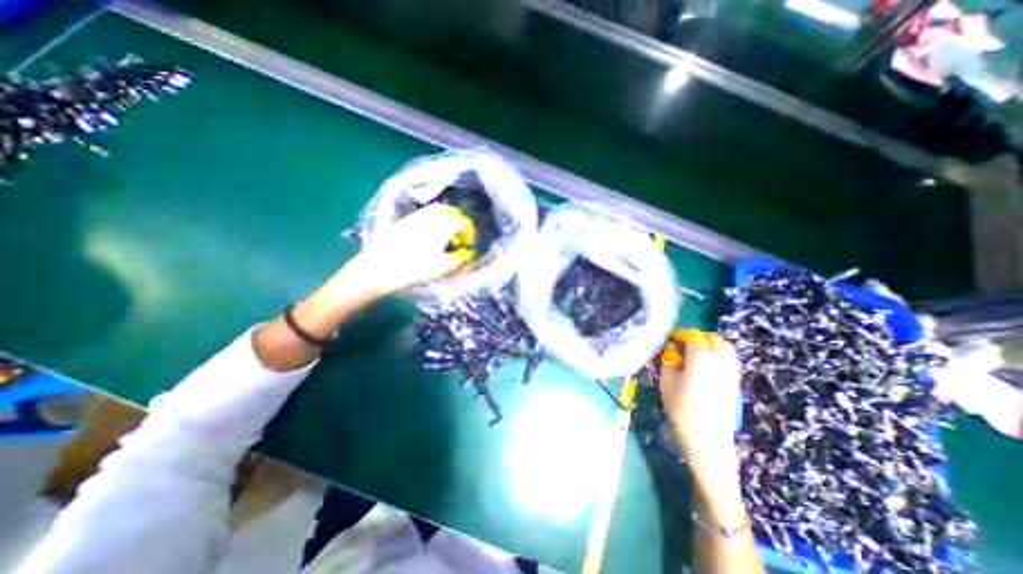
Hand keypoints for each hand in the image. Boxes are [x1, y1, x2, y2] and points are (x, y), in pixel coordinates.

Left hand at [349, 202, 470, 294]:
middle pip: (449, 210)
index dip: (467, 231)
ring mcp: (415, 218)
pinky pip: (422, 213)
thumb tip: (466, 252)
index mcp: (443, 228)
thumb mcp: (442, 268)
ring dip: (443, 217)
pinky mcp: (404, 221)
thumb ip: (459, 259)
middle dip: (456, 220)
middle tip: (456, 235)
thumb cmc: (416, 269)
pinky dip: (430, 218)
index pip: (461, 222)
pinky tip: (428, 232)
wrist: (381, 268)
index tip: (465, 243)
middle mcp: (430, 218)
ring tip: (443, 232)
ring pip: (435, 209)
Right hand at [659, 330, 740, 477]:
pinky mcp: (735, 384)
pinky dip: (719, 358)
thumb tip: (671, 351)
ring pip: (726, 350)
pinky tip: (706, 368)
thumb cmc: (681, 407)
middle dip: (699, 338)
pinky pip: (729, 362)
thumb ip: (668, 361)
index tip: (671, 338)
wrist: (708, 439)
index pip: (693, 336)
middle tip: (684, 345)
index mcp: (701, 357)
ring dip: (711, 347)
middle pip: (714, 340)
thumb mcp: (666, 382)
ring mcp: (731, 373)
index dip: (681, 334)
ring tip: (696, 355)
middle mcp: (720, 360)